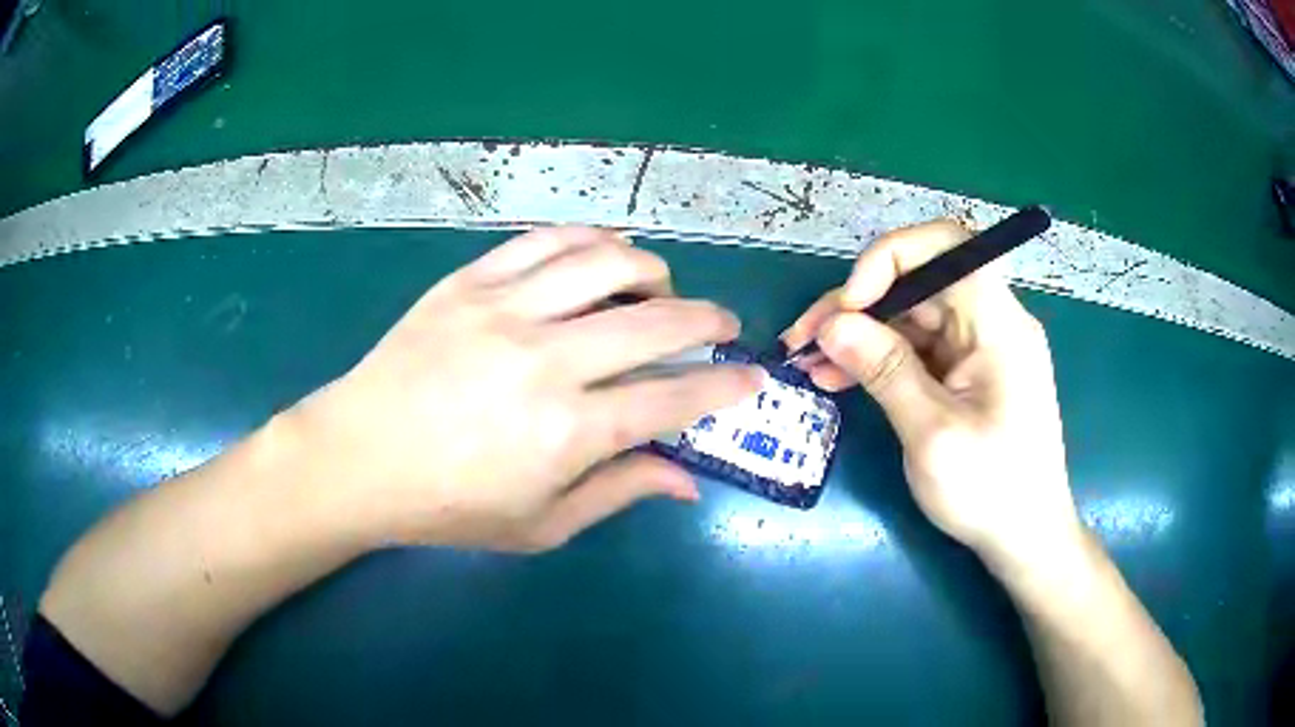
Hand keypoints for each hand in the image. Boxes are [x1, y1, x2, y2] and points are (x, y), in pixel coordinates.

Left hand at [288, 227, 760, 552]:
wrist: (359, 458)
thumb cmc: (449, 506)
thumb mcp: (541, 525)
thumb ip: (619, 492)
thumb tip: (687, 480)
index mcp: (568, 432)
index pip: (674, 398)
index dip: (724, 385)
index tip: (750, 377)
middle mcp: (547, 360)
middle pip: (656, 320)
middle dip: (708, 320)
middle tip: (722, 325)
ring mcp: (505, 310)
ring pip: (606, 262)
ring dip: (653, 271)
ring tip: (662, 287)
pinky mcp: (469, 281)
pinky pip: (544, 241)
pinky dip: (589, 239)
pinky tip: (604, 252)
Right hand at [782, 220, 1081, 568]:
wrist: (1026, 538)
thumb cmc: (991, 492)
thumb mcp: (932, 435)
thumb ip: (885, 371)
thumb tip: (832, 324)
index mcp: (998, 324)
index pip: (946, 247)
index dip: (890, 258)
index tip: (849, 304)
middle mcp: (991, 322)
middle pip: (919, 281)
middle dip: (857, 303)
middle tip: (803, 339)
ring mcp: (978, 348)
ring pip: (910, 315)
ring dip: (859, 334)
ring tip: (809, 364)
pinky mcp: (966, 372)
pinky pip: (916, 348)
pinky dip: (877, 358)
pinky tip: (837, 378)